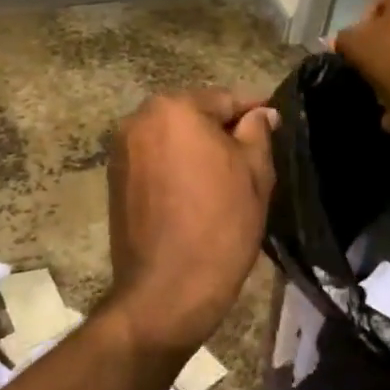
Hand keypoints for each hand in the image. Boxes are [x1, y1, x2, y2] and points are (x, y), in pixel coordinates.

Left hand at [105, 88, 277, 358]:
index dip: (254, 111)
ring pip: (172, 137)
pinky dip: (176, 166)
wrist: (167, 290)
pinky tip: (196, 190)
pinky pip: (155, 160)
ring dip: (197, 148)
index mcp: (174, 108)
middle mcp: (139, 119)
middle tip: (253, 154)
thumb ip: (258, 132)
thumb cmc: (220, 224)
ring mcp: (121, 150)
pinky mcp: (114, 179)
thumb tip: (262, 113)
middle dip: (222, 129)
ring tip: (225, 175)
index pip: (225, 99)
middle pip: (193, 114)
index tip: (276, 122)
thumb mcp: (254, 173)